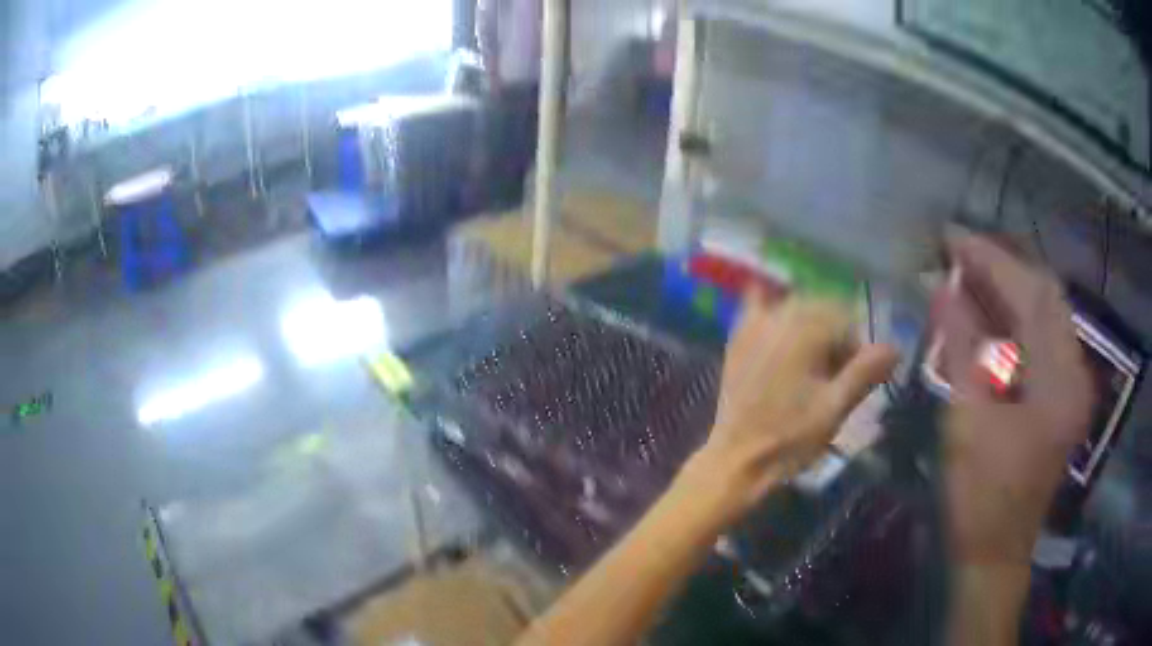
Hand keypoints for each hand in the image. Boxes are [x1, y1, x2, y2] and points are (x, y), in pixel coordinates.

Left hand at [682, 292, 898, 522]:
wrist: (737, 462)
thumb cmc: (790, 439)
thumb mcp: (835, 408)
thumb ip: (865, 372)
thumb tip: (895, 346)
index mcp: (804, 330)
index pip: (846, 321)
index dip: (858, 348)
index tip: (857, 378)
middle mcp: (778, 317)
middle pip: (821, 310)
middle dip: (836, 336)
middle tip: (837, 374)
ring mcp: (752, 326)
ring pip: (794, 308)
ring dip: (811, 326)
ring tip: (813, 365)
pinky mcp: (736, 341)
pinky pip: (757, 309)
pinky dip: (774, 313)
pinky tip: (782, 331)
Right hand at [938, 234, 1093, 564]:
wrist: (995, 552)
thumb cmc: (979, 497)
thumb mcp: (967, 421)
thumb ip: (962, 346)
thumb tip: (941, 286)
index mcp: (1058, 382)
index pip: (1030, 295)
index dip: (990, 260)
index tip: (951, 238)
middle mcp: (1075, 371)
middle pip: (1046, 294)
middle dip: (1002, 265)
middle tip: (959, 254)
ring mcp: (1073, 382)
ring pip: (1047, 311)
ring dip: (1011, 286)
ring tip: (970, 274)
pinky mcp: (1065, 393)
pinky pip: (1045, 336)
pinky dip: (1019, 315)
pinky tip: (992, 311)